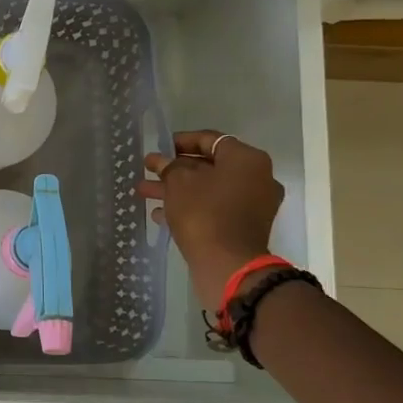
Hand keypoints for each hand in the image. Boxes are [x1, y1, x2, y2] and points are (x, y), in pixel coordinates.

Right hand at [138, 129, 284, 311]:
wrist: (228, 263)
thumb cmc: (204, 213)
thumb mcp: (179, 182)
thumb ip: (169, 166)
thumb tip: (162, 160)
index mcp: (246, 159)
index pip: (210, 139)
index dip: (181, 141)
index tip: (158, 147)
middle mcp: (257, 177)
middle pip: (209, 166)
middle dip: (175, 169)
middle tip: (149, 170)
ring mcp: (253, 204)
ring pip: (209, 189)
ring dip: (177, 189)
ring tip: (145, 193)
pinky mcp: (245, 226)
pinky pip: (215, 208)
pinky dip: (190, 207)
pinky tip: (161, 214)